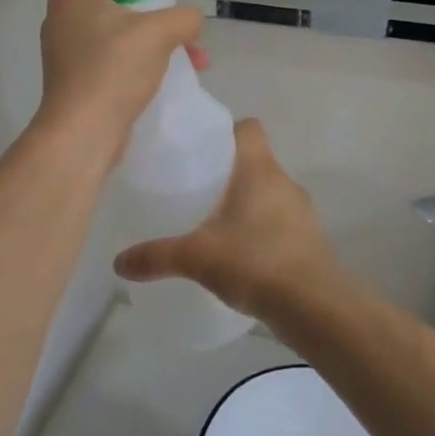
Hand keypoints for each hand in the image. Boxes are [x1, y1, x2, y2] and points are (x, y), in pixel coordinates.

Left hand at [35, 0, 205, 159]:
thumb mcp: (159, 32)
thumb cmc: (114, 70)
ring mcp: (67, 48)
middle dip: (154, 5)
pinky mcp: (76, 76)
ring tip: (191, 57)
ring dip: (155, 37)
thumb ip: (184, 16)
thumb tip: (190, 21)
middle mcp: (64, 15)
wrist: (82, 133)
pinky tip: (169, 76)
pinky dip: (140, 59)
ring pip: (118, 28)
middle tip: (177, 18)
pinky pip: (113, 55)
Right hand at [113, 120, 336, 318]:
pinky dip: (263, 230)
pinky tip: (242, 254)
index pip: (249, 128)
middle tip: (197, 190)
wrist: (316, 306)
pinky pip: (281, 222)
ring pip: (270, 193)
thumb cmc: (255, 262)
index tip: (201, 149)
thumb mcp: (197, 257)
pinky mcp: (311, 240)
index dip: (226, 132)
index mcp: (259, 169)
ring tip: (216, 224)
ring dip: (248, 203)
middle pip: (256, 161)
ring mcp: (302, 211)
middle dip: (229, 172)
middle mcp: (284, 181)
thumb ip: (157, 256)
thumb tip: (118, 263)